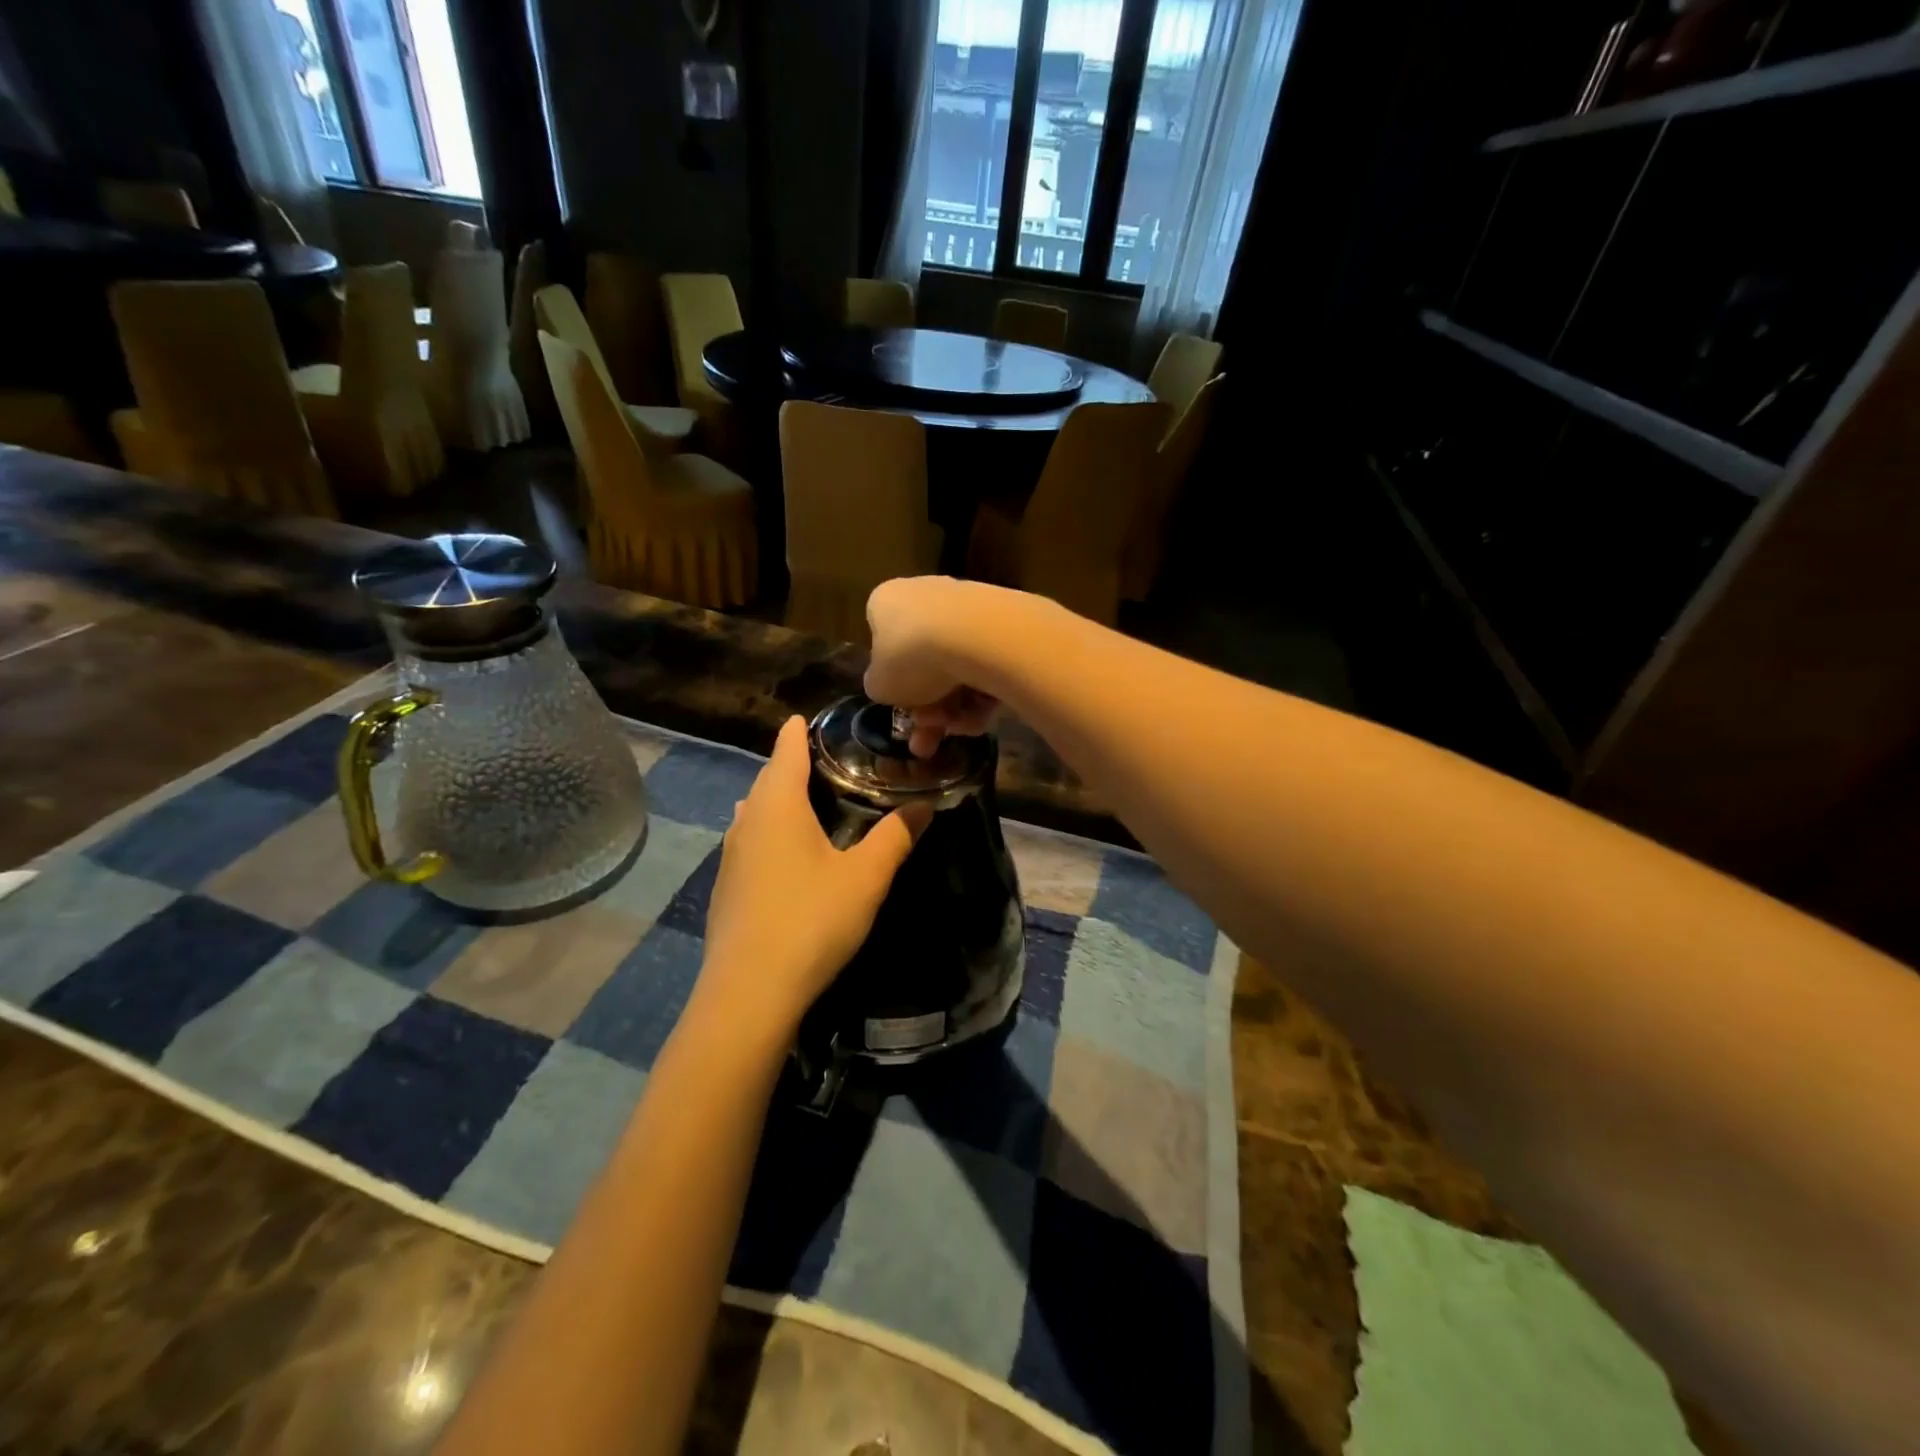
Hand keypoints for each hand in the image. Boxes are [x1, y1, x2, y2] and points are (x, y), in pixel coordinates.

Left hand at [693, 716, 928, 1042]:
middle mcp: (748, 822)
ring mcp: (731, 857)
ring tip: (804, 798)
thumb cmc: (812, 919)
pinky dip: (768, 831)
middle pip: (767, 779)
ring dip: (776, 799)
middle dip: (789, 764)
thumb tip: (924, 805)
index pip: (786, 751)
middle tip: (822, 759)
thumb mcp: (865, 877)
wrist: (750, 991)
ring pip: (754, 812)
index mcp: (778, 806)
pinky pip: (749, 841)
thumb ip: (895, 837)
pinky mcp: (727, 889)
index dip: (797, 732)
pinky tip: (783, 851)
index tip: (807, 717)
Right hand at [865, 577, 1001, 757]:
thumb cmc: (912, 657)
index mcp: (887, 602)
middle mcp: (926, 595)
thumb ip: (880, 686)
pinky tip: (982, 718)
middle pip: (924, 662)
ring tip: (957, 730)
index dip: (891, 680)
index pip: (882, 639)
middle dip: (926, 709)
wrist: (980, 636)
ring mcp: (968, 608)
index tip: (900, 708)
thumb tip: (889, 686)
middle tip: (925, 745)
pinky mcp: (1004, 624)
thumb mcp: (879, 686)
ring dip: (953, 709)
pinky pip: (986, 666)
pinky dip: (982, 695)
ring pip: (956, 669)